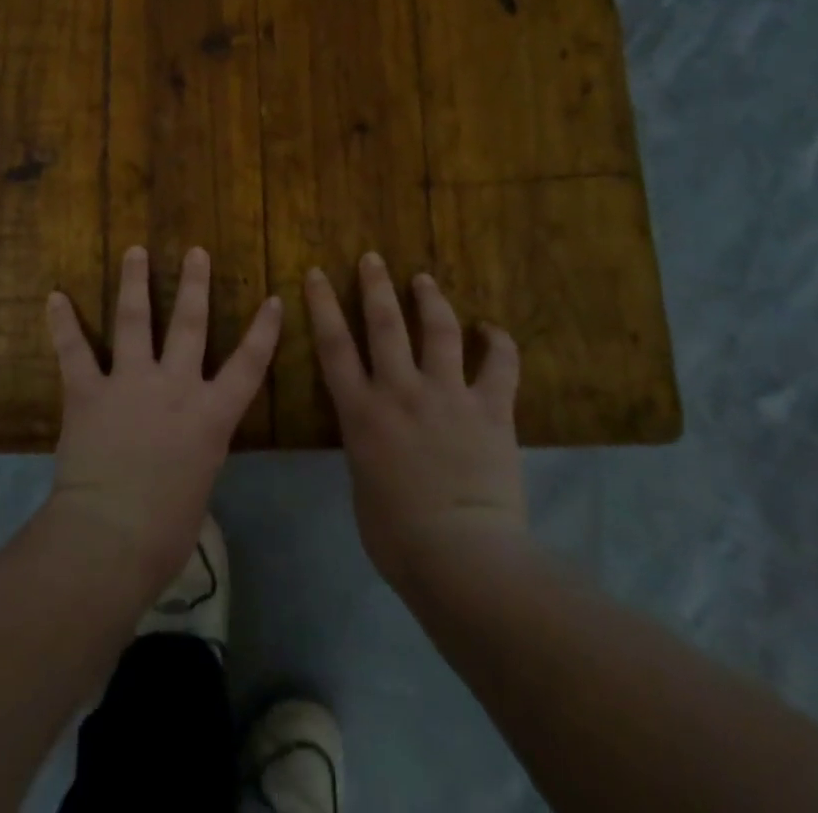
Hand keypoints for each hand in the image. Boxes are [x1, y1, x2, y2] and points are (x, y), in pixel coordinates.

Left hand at [45, 245, 279, 600]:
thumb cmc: (165, 531)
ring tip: (135, 251)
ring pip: (135, 320)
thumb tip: (185, 447)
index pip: (248, 365)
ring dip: (134, 282)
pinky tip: (54, 297)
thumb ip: (195, 451)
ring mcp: (130, 383)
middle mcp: (175, 387)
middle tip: (196, 252)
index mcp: (210, 416)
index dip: (264, 331)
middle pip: (190, 325)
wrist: (111, 537)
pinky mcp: (89, 392)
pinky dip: (62, 323)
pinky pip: (74, 351)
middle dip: (195, 285)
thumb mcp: (199, 485)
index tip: (273, 298)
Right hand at [307, 253, 526, 587]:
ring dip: (430, 299)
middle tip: (373, 258)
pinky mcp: (490, 409)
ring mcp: (447, 395)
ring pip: (438, 330)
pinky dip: (499, 343)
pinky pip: (500, 366)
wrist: (461, 558)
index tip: (317, 273)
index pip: (333, 345)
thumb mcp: (363, 484)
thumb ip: (366, 447)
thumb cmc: (397, 538)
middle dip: (375, 286)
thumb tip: (375, 436)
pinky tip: (492, 329)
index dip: (322, 304)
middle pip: (384, 324)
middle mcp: (400, 391)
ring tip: (424, 279)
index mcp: (362, 412)